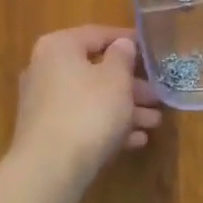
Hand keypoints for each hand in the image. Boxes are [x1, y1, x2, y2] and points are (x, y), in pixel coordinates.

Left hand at [10, 25, 162, 180]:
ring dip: (125, 109)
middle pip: (95, 70)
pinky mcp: (47, 133)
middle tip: (157, 95)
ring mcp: (44, 103)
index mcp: (59, 47)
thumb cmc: (88, 111)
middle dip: (131, 85)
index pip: (97, 34)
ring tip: (154, 122)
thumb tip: (122, 44)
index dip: (127, 40)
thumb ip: (123, 57)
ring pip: (92, 99)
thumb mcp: (116, 79)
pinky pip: (83, 121)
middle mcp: (45, 70)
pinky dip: (108, 127)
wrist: (50, 168)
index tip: (151, 49)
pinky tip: (136, 140)